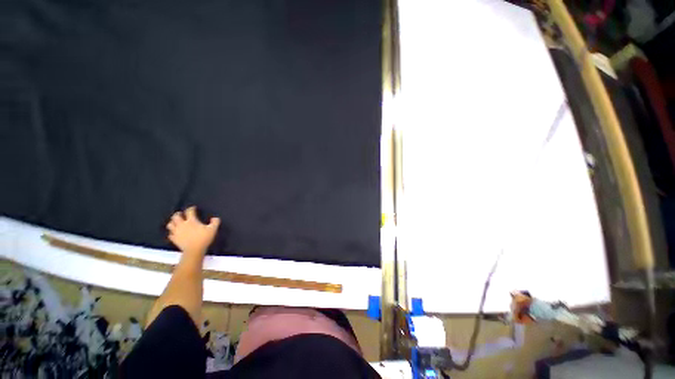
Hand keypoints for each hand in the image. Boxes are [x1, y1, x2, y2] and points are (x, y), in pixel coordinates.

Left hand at [166, 206, 219, 254]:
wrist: (194, 250)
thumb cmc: (204, 238)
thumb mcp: (213, 229)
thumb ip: (215, 222)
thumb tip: (215, 218)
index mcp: (191, 221)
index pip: (189, 211)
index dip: (191, 208)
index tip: (193, 208)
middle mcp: (182, 224)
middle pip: (176, 216)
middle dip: (178, 214)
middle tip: (181, 214)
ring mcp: (176, 232)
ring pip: (170, 224)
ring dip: (173, 222)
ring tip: (176, 222)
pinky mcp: (174, 239)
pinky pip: (170, 234)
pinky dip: (172, 232)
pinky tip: (175, 233)